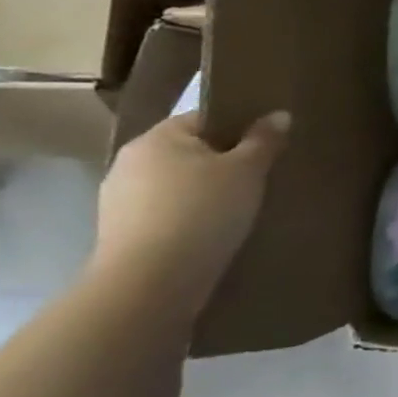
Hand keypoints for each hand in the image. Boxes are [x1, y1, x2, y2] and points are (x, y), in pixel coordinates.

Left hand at [91, 111, 290, 317]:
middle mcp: (130, 161)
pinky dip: (187, 219)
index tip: (266, 147)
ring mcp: (118, 199)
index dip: (238, 128)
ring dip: (202, 193)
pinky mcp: (120, 233)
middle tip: (258, 179)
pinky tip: (210, 234)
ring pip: (175, 185)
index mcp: (158, 138)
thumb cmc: (203, 212)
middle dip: (220, 163)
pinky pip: (164, 214)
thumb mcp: (247, 171)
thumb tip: (279, 115)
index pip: (203, 119)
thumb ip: (264, 140)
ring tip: (238, 211)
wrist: (151, 282)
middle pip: (188, 152)